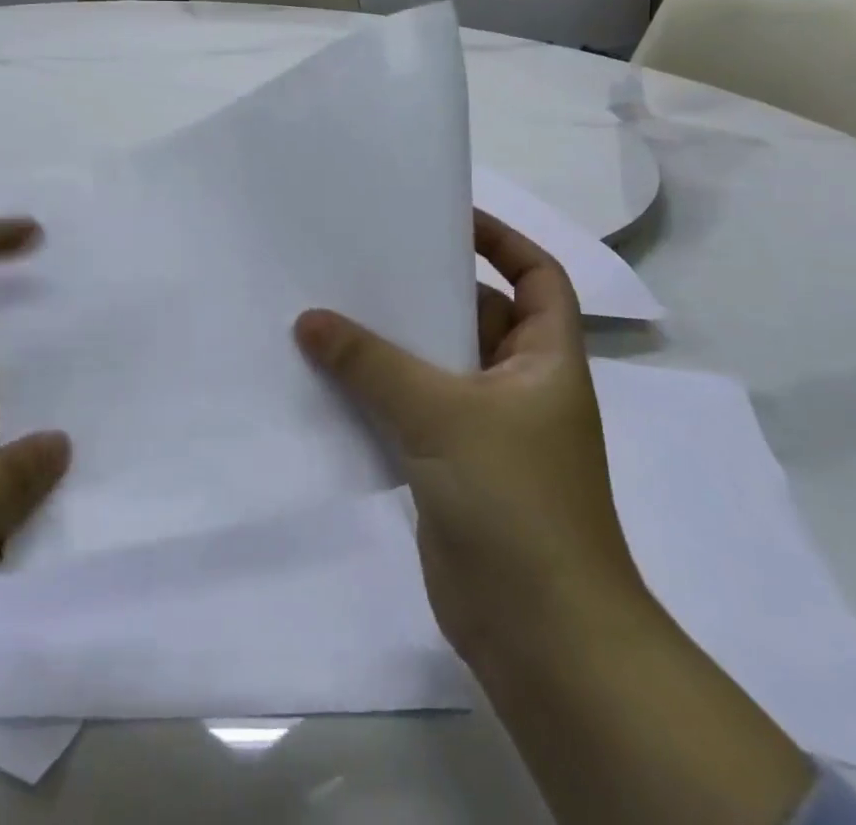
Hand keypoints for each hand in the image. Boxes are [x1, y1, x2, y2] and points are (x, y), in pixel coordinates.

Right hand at [296, 214, 812, 824]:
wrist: (540, 635)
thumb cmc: (514, 501)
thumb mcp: (441, 413)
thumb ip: (371, 362)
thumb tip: (309, 320)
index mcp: (546, 359)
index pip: (537, 277)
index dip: (502, 241)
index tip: (446, 219)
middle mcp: (520, 386)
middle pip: (475, 316)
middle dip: (427, 289)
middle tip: (364, 259)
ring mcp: (487, 429)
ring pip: (436, 365)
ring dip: (393, 344)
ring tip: (331, 309)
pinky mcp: (452, 466)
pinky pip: (412, 410)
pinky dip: (379, 393)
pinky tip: (329, 377)